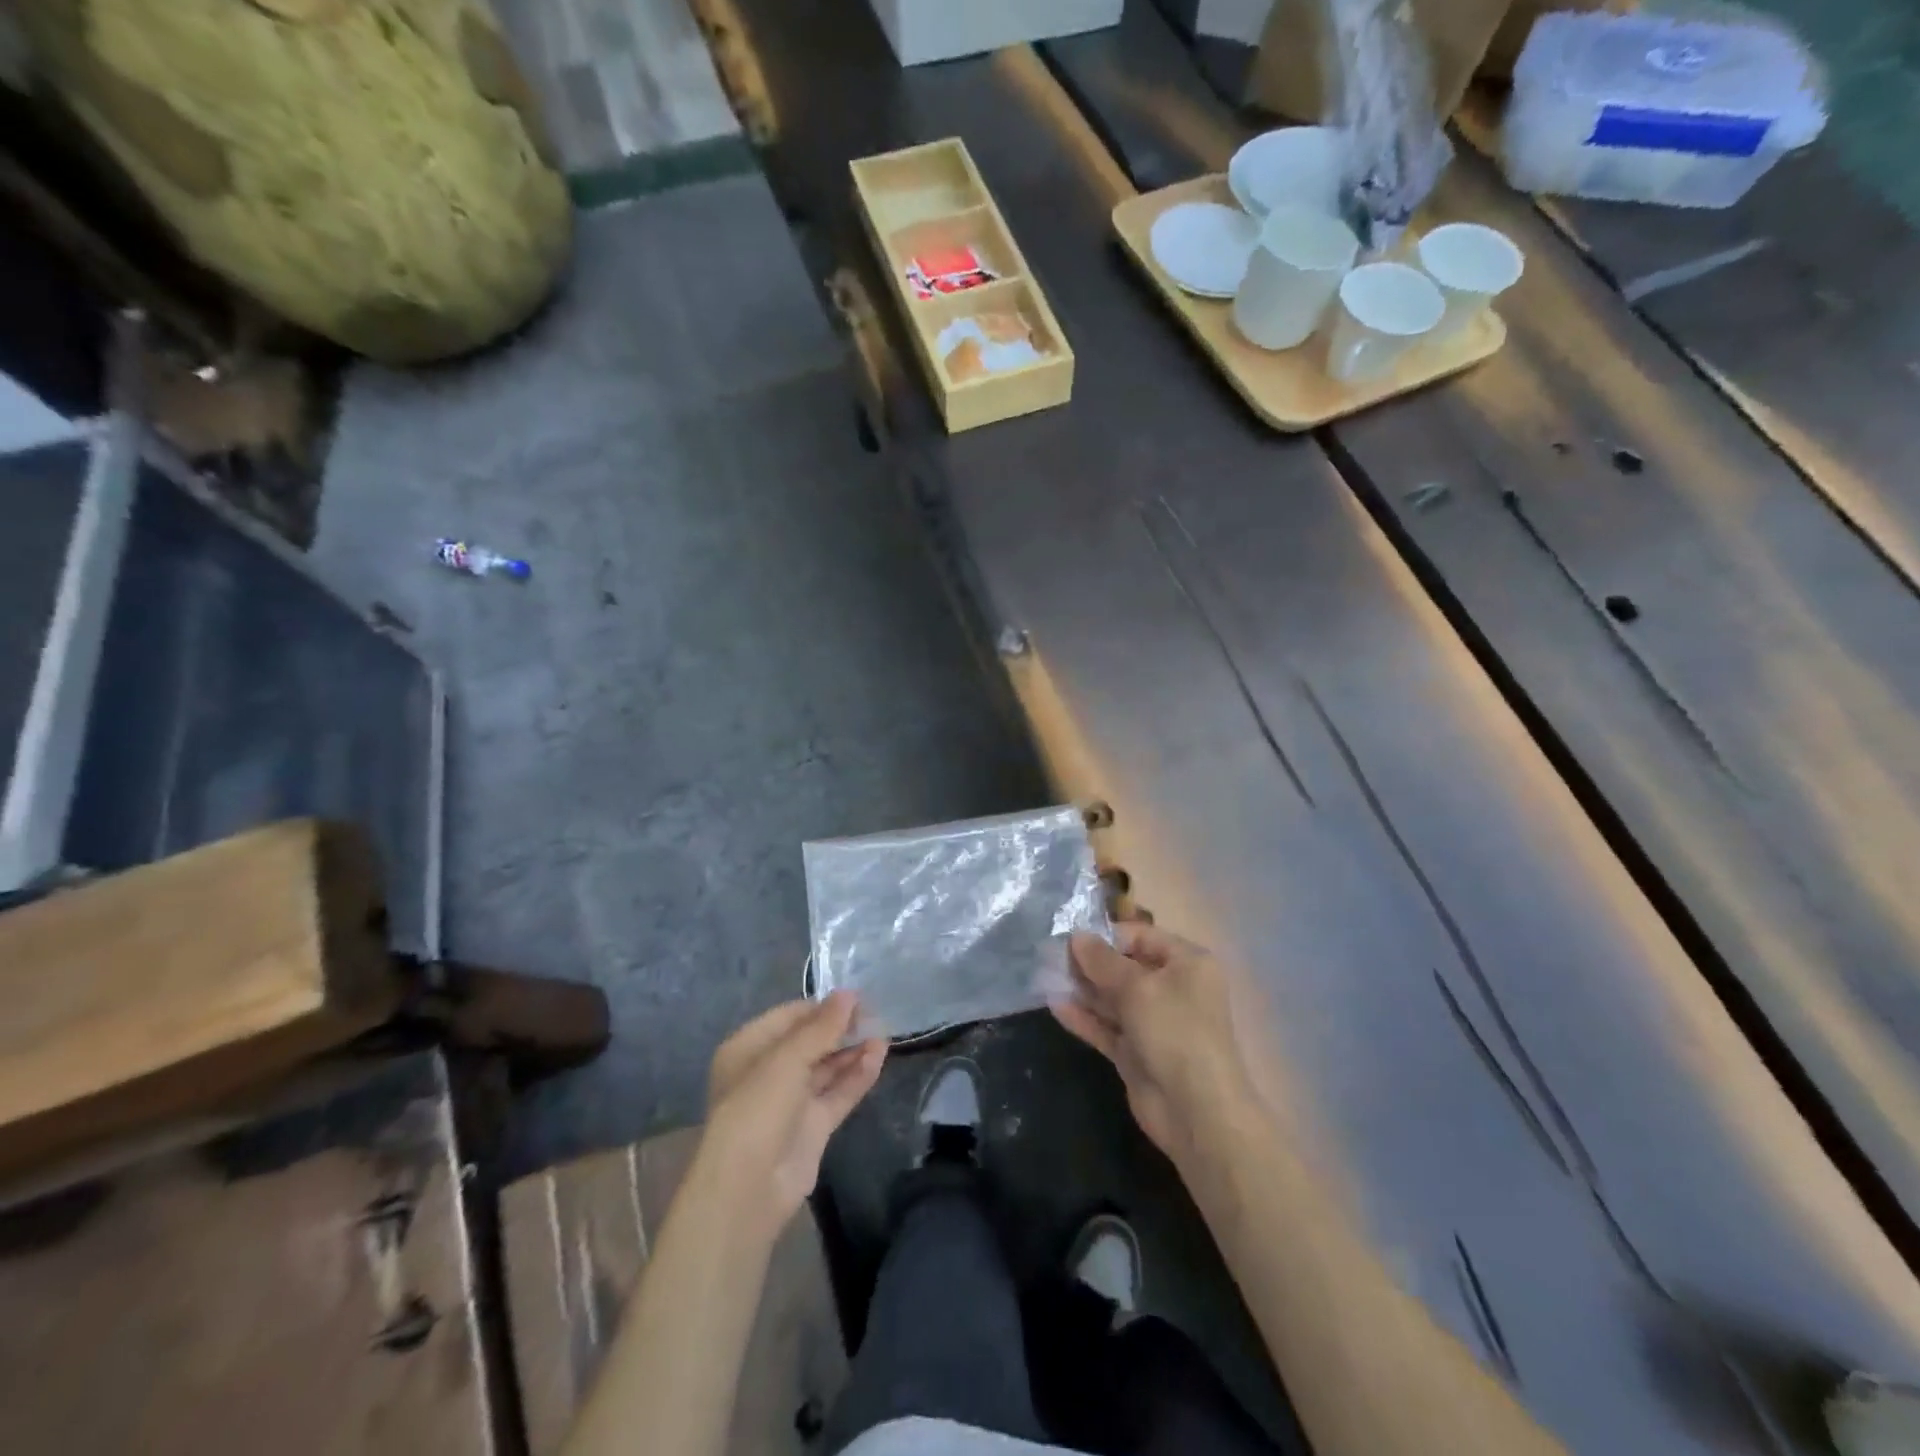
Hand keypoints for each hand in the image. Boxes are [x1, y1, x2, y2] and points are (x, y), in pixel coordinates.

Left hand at [698, 992, 886, 1234]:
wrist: (748, 1189)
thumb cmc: (757, 1108)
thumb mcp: (787, 1059)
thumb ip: (821, 1027)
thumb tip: (849, 994)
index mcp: (749, 1049)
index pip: (790, 1017)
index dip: (822, 1007)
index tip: (857, 997)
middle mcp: (769, 1072)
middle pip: (810, 1041)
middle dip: (841, 1028)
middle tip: (876, 1014)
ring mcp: (792, 1101)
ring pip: (827, 1067)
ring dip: (853, 1050)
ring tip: (884, 1032)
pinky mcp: (813, 1126)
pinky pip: (838, 1093)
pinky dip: (857, 1076)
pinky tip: (879, 1056)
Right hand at [1054, 925, 1259, 1167]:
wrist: (1196, 1111)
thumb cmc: (1174, 1031)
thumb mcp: (1137, 987)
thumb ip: (1102, 960)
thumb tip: (1076, 936)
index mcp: (1186, 963)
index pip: (1142, 936)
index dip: (1107, 936)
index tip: (1072, 939)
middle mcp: (1172, 988)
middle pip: (1124, 966)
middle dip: (1090, 962)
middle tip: (1052, 958)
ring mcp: (1153, 1022)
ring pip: (1112, 997)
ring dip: (1083, 988)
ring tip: (1047, 977)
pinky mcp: (1135, 1050)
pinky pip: (1106, 1026)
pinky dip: (1084, 1017)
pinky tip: (1055, 1006)